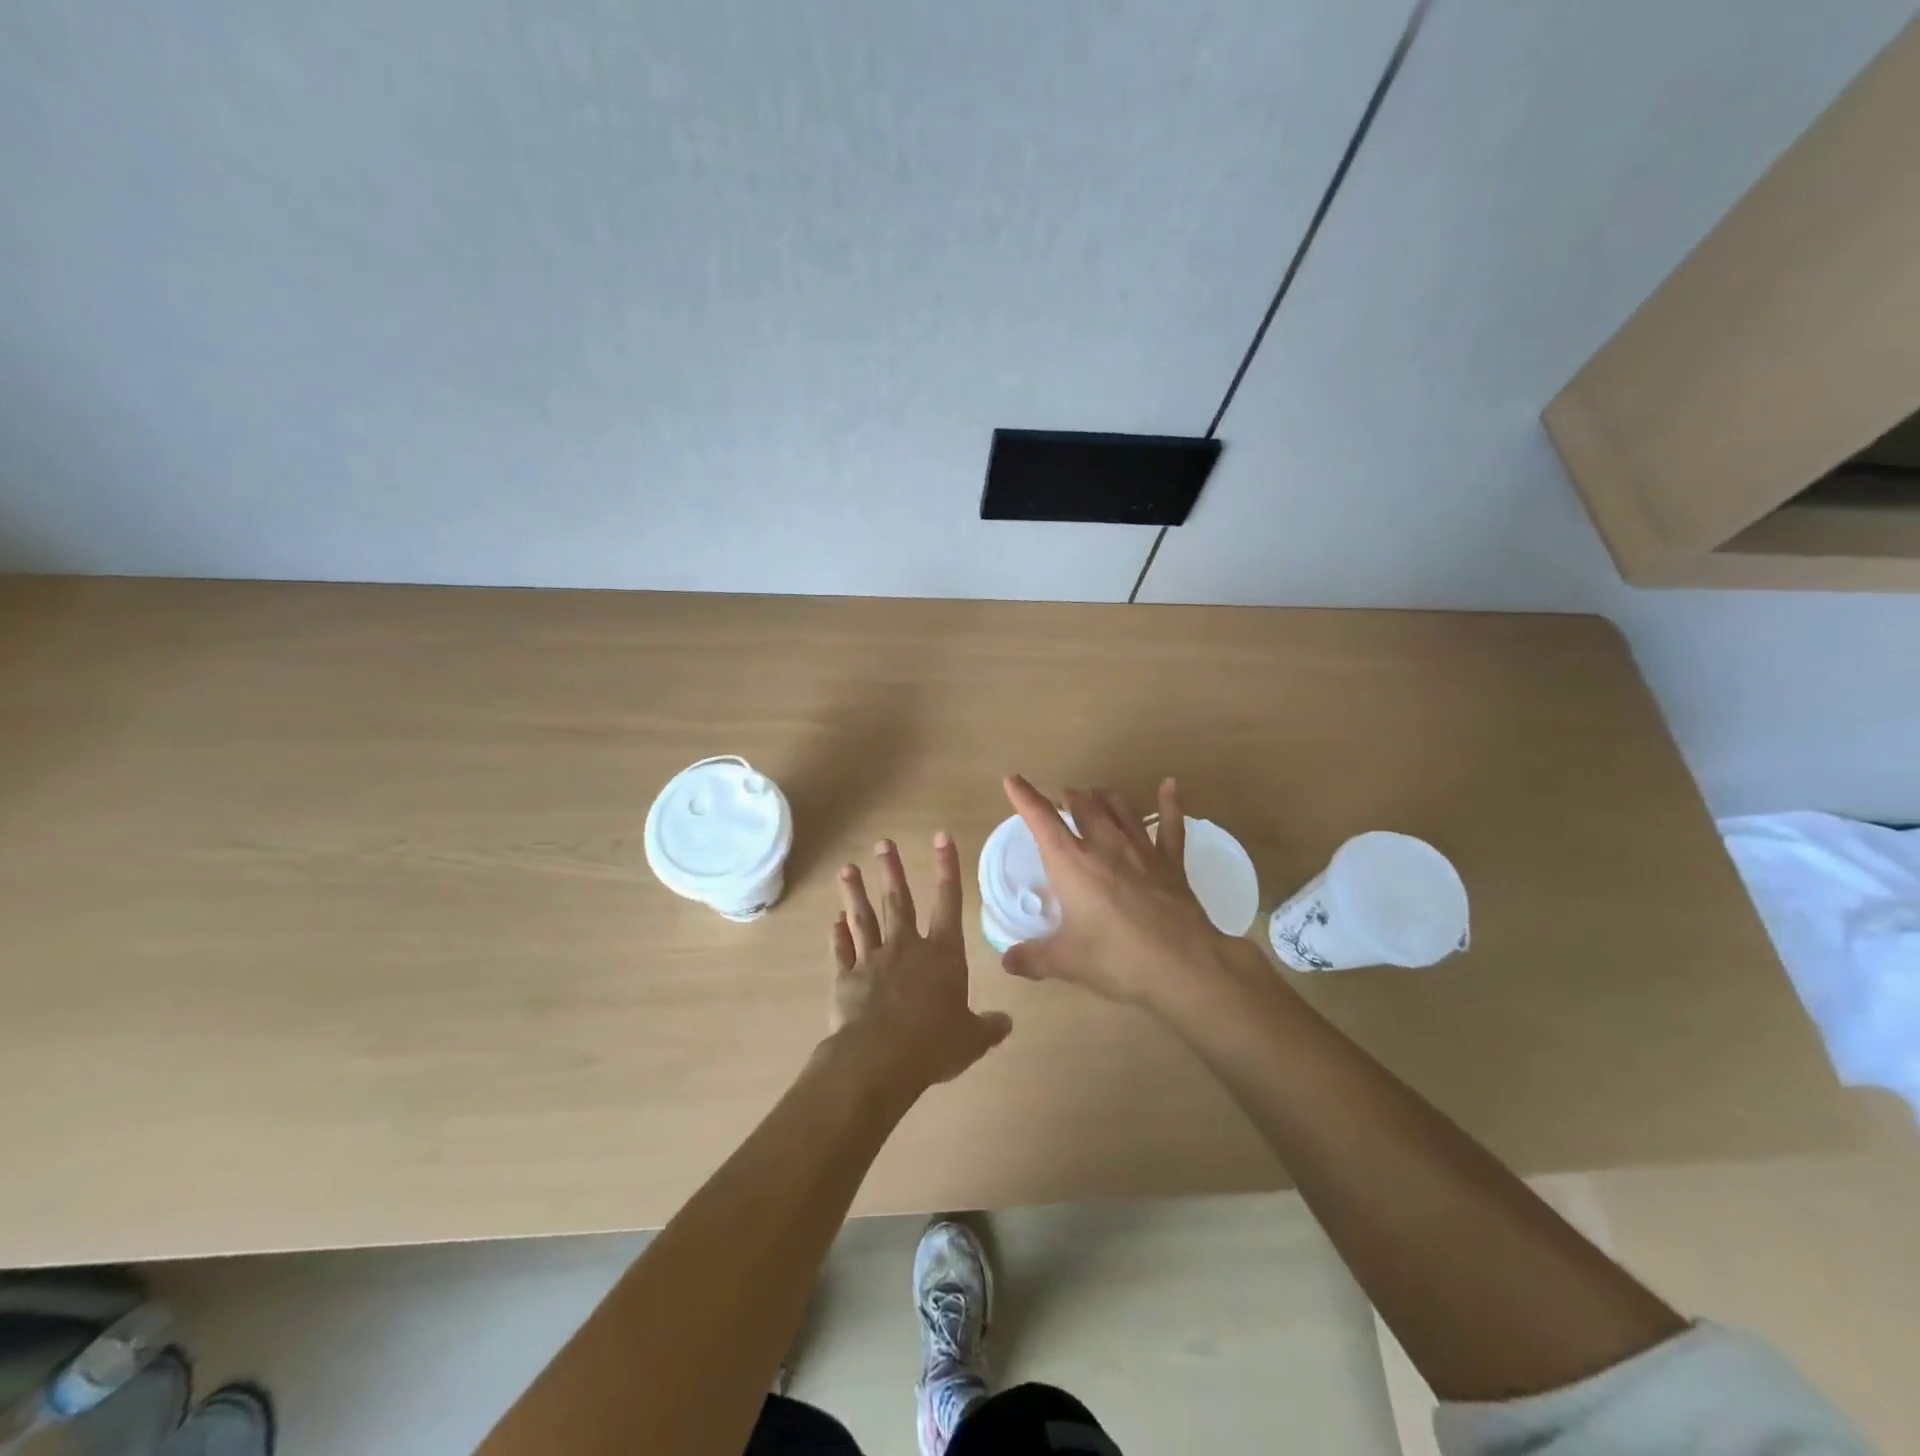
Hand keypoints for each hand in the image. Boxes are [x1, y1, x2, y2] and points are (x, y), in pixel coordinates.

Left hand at [828, 834, 1012, 1096]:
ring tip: (846, 869)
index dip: (947, 867)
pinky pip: (841, 950)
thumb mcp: (972, 1039)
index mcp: (942, 954)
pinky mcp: (846, 979)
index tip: (941, 836)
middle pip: (898, 901)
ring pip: (863, 919)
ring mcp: (872, 960)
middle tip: (883, 843)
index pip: (948, 901)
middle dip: (892, 870)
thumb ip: (988, 1027)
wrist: (880, 1058)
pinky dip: (837, 935)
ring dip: (855, 893)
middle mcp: (906, 947)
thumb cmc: (934, 1044)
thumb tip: (1007, 1023)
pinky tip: (834, 920)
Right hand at [999, 774, 1240, 1009]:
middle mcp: (1105, 845)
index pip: (1042, 820)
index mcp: (1071, 863)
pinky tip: (1169, 786)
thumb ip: (1033, 958)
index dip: (1025, 797)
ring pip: (1121, 808)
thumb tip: (1007, 961)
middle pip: (1084, 805)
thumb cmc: (1116, 959)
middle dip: (1070, 797)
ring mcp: (1141, 849)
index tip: (1013, 780)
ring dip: (1105, 797)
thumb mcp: (1067, 962)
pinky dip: (1170, 803)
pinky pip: (1171, 824)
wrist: (1183, 965)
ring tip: (1097, 794)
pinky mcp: (1171, 862)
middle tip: (1064, 798)